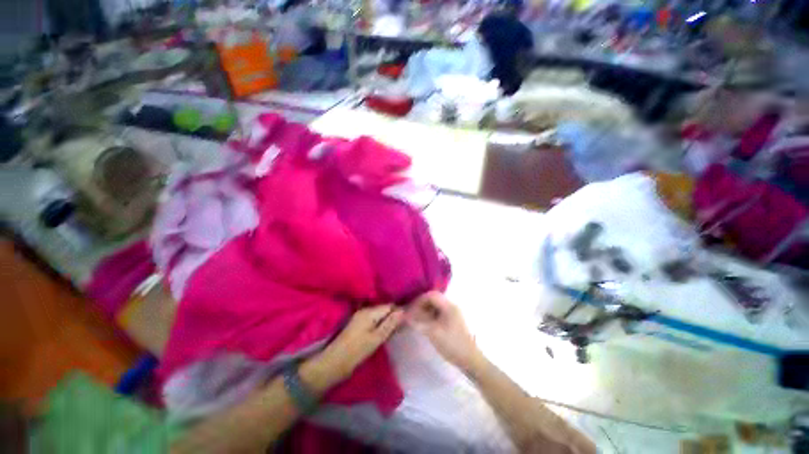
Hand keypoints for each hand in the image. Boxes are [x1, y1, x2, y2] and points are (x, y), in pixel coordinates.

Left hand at [320, 305, 403, 378]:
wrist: (333, 363)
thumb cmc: (356, 351)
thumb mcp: (376, 338)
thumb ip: (390, 323)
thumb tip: (403, 310)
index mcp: (369, 312)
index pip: (390, 306)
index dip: (399, 312)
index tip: (406, 322)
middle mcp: (364, 310)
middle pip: (384, 309)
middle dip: (393, 317)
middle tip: (400, 329)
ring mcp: (359, 316)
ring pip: (379, 314)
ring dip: (386, 321)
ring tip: (394, 332)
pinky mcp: (357, 324)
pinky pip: (372, 319)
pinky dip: (379, 324)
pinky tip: (382, 333)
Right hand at [406, 291, 483, 372]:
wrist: (470, 360)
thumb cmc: (452, 344)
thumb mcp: (433, 333)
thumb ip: (419, 322)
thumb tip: (406, 315)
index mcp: (449, 306)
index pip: (431, 295)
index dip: (419, 300)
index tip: (410, 310)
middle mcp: (451, 306)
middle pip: (434, 299)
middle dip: (422, 305)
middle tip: (412, 314)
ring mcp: (453, 313)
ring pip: (436, 306)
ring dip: (426, 310)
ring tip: (417, 320)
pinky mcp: (453, 321)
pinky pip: (439, 313)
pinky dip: (431, 315)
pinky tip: (426, 324)